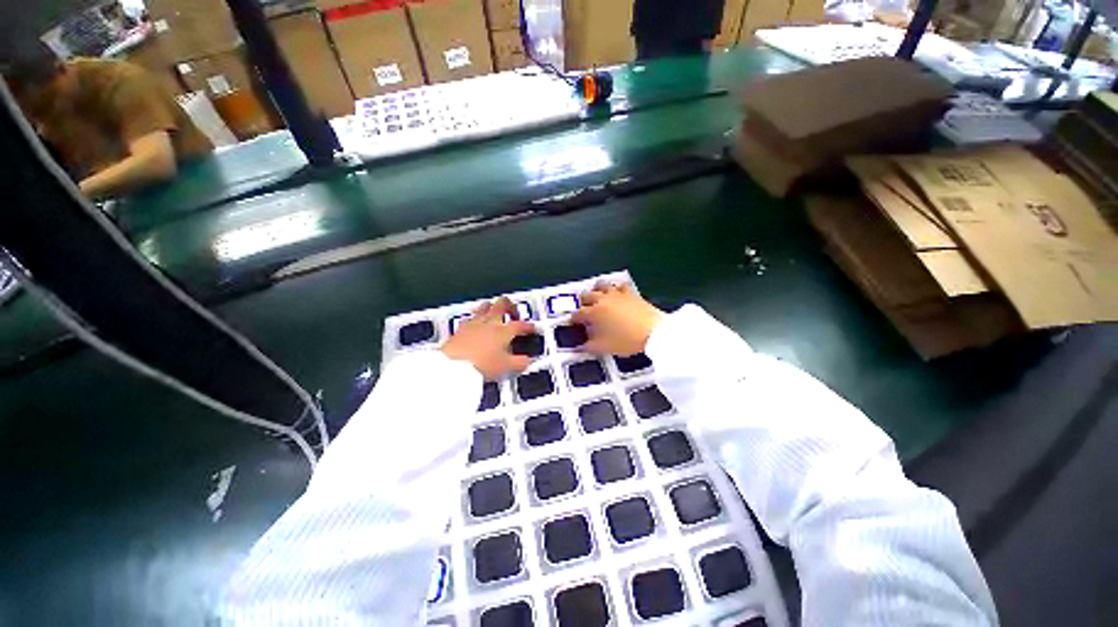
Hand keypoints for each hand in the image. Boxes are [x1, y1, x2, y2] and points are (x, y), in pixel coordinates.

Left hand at [441, 297, 534, 379]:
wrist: (453, 366)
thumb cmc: (478, 364)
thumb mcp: (506, 367)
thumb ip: (520, 362)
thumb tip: (527, 361)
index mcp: (504, 330)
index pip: (521, 324)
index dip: (529, 326)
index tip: (532, 328)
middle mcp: (489, 322)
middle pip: (503, 303)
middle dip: (510, 305)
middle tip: (514, 312)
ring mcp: (473, 322)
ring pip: (485, 305)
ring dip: (492, 307)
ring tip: (495, 312)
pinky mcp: (460, 328)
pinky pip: (471, 316)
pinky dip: (476, 318)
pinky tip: (476, 323)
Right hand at [572, 282, 664, 355]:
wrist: (654, 332)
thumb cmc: (628, 340)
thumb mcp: (606, 347)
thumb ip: (590, 346)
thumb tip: (581, 347)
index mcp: (595, 313)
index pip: (578, 313)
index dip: (574, 318)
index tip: (573, 322)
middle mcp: (604, 300)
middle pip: (587, 295)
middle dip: (582, 302)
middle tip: (583, 309)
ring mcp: (617, 294)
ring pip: (601, 285)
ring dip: (596, 289)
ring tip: (596, 295)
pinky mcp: (630, 293)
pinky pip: (620, 285)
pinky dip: (615, 288)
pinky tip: (616, 292)